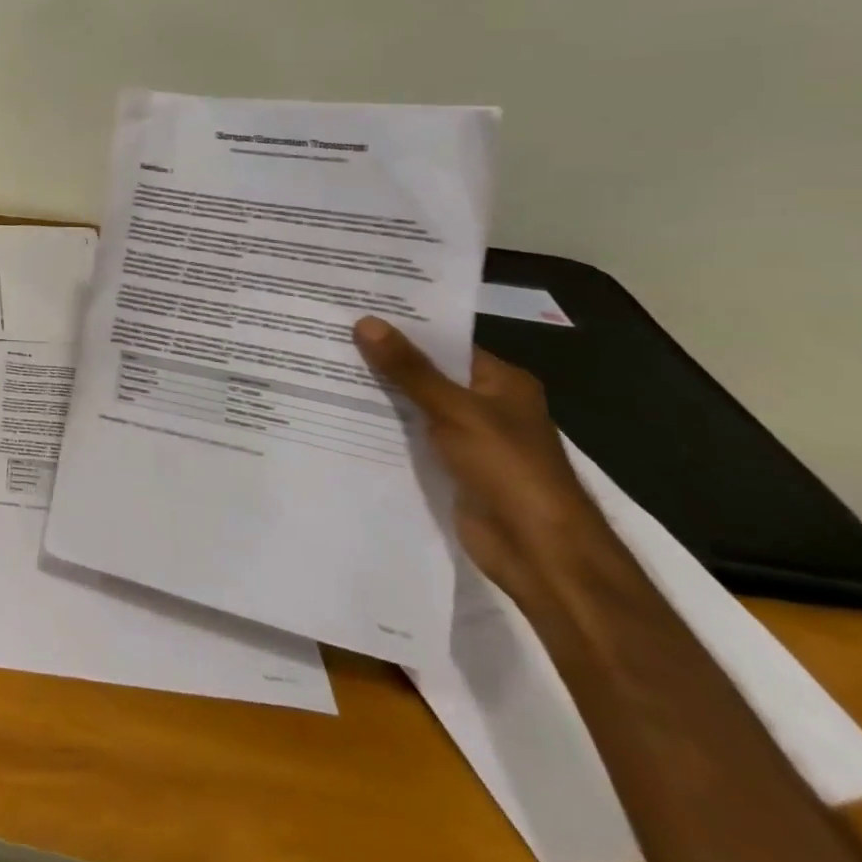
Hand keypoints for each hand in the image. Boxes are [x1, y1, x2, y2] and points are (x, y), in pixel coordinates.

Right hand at [353, 316, 616, 608]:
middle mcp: (486, 404)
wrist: (539, 551)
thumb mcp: (455, 410)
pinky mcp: (449, 466)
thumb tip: (365, 322)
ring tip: (323, 366)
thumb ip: (409, 369)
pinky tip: (339, 411)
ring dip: (378, 392)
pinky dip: (381, 426)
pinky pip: (409, 436)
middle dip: (382, 358)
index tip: (354, 310)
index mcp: (501, 382)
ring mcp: (467, 437)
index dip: (403, 327)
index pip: (445, 342)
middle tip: (328, 334)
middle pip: (427, 372)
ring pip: (414, 404)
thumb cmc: (509, 469)